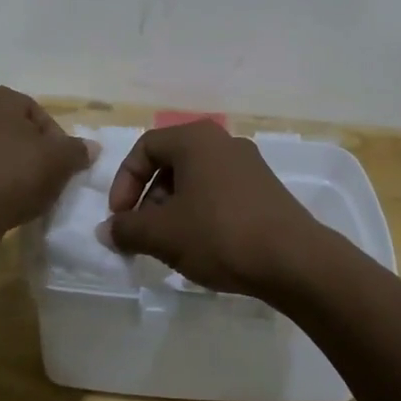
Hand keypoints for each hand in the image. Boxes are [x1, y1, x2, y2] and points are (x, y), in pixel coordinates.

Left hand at [0, 86, 94, 235]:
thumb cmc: (15, 173)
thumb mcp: (59, 160)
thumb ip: (76, 150)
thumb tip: (90, 148)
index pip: (34, 111)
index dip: (54, 137)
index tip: (62, 163)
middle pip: (5, 131)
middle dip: (24, 151)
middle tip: (41, 178)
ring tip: (14, 196)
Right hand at [105, 121, 329, 298]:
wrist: (295, 261)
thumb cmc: (219, 234)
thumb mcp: (163, 235)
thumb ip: (127, 229)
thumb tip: (106, 231)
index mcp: (195, 139)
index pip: (145, 148)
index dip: (124, 183)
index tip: (120, 218)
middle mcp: (222, 142)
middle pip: (170, 163)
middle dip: (149, 199)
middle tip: (143, 234)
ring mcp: (248, 164)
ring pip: (195, 180)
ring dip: (173, 209)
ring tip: (170, 245)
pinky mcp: (265, 189)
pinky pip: (219, 192)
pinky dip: (200, 213)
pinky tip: (202, 247)